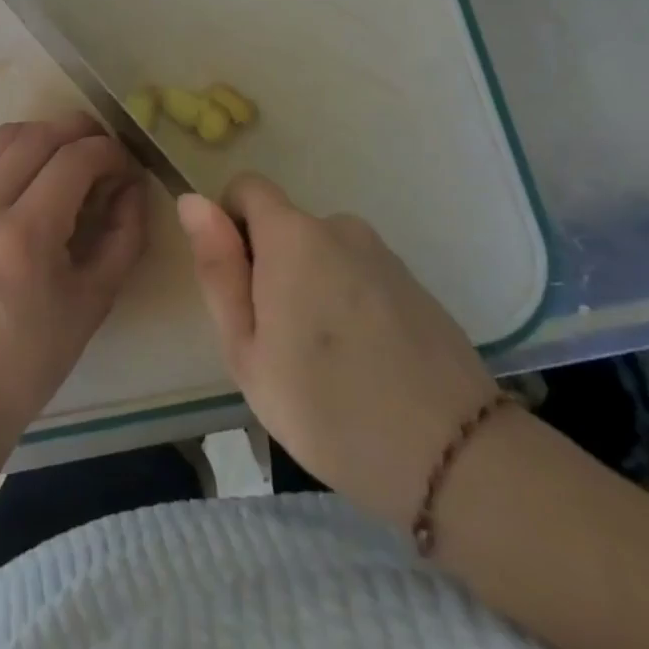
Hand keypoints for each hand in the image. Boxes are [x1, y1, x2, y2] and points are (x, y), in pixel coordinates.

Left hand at [0, 114, 148, 440]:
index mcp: (24, 235)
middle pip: (39, 134)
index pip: (74, 159)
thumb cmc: (32, 357)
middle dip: (82, 131)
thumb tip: (133, 185)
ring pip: (8, 134)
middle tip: (108, 153)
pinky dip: (20, 148)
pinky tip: (40, 172)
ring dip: (48, 133)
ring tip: (76, 156)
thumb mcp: (95, 300)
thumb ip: (124, 235)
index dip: (110, 152)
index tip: (129, 168)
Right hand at [178, 175, 496, 530]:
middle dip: (270, 267)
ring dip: (310, 287)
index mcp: (293, 236)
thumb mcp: (246, 348)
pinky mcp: (415, 285)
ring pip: (322, 255)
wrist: (455, 460)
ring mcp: (384, 256)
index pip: (247, 188)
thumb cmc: (326, 406)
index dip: (229, 224)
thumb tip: (192, 201)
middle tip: (276, 342)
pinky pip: (359, 276)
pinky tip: (363, 363)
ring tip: (322, 361)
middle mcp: (340, 228)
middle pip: (285, 227)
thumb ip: (217, 268)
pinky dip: (347, 302)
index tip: (238, 285)